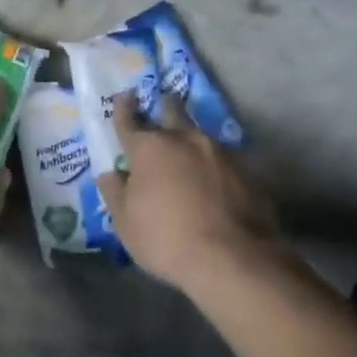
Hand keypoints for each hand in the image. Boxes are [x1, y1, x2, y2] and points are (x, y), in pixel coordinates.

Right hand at [96, 92, 278, 290]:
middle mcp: (184, 139)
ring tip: (187, 146)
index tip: (124, 97)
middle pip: (172, 110)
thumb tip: (111, 174)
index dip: (123, 107)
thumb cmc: (166, 239)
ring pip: (199, 133)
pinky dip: (211, 163)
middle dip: (164, 106)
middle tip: (161, 104)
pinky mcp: (246, 171)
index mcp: (149, 147)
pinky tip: (212, 177)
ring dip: (190, 136)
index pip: (129, 119)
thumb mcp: (125, 223)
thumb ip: (115, 193)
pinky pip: (222, 158)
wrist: (234, 259)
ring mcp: (219, 153)